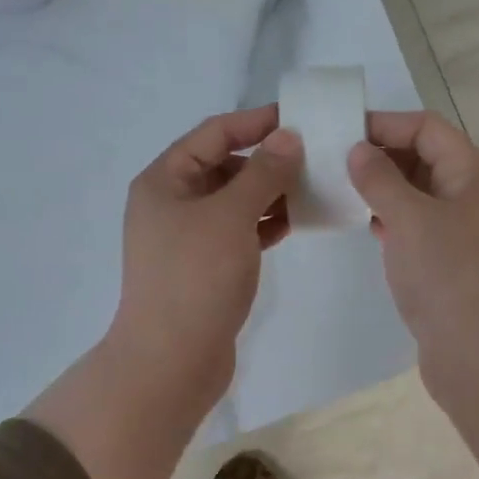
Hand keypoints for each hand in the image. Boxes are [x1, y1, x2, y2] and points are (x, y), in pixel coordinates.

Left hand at [108, 104, 301, 406]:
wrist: (172, 361)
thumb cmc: (196, 279)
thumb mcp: (231, 216)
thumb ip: (262, 173)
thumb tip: (288, 137)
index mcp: (164, 180)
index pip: (214, 133)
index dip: (255, 122)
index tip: (298, 118)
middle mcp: (172, 203)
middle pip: (224, 166)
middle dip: (267, 160)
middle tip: (314, 157)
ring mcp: (189, 237)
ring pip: (235, 201)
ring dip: (270, 192)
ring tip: (313, 187)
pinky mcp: (206, 266)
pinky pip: (239, 231)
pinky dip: (265, 224)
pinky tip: (296, 222)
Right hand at [346, 111, 478, 389]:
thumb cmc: (446, 276)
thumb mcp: (408, 218)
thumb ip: (380, 178)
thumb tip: (359, 150)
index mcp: (475, 174)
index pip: (427, 128)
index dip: (385, 124)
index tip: (341, 133)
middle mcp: (475, 196)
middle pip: (426, 157)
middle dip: (382, 156)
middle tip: (335, 163)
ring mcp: (466, 231)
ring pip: (421, 193)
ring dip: (385, 189)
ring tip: (344, 192)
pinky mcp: (453, 261)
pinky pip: (420, 225)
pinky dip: (394, 219)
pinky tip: (369, 227)